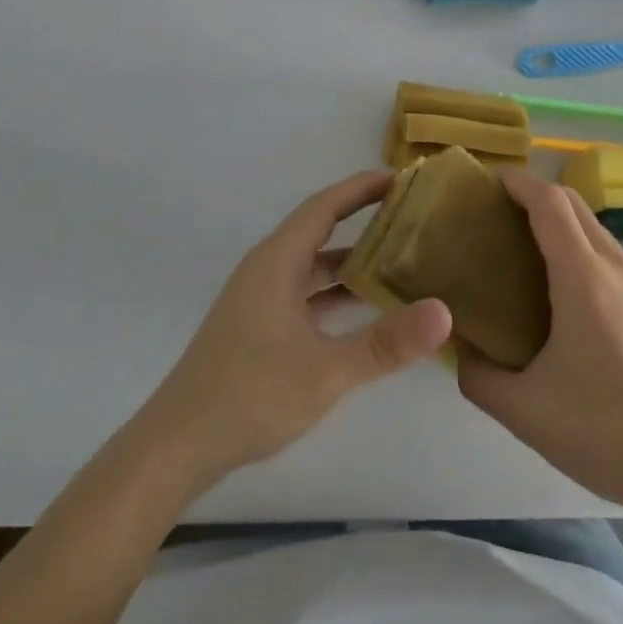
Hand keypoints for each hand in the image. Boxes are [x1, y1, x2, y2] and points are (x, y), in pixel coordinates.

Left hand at [130, 170, 451, 494]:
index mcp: (277, 262)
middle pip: (318, 229)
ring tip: (396, 255)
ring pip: (311, 264)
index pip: (324, 207)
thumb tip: (445, 312)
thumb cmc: (249, 395)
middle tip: (407, 214)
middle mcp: (266, 269)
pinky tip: (363, 307)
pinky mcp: (257, 325)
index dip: (360, 188)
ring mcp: (259, 298)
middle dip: (360, 217)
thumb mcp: (326, 370)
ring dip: (349, 257)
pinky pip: (304, 291)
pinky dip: (334, 290)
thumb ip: (386, 343)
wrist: (177, 446)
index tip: (399, 176)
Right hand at [457, 169, 622, 514]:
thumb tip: (458, 346)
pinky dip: (576, 244)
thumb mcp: (523, 410)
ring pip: (592, 227)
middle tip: (495, 211)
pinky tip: (558, 282)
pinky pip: (606, 252)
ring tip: (520, 243)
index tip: (487, 182)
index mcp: (583, 278)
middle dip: (534, 194)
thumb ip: (478, 375)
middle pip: (573, 204)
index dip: (518, 183)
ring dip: (557, 219)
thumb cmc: (602, 430)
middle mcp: (614, 267)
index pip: (549, 203)